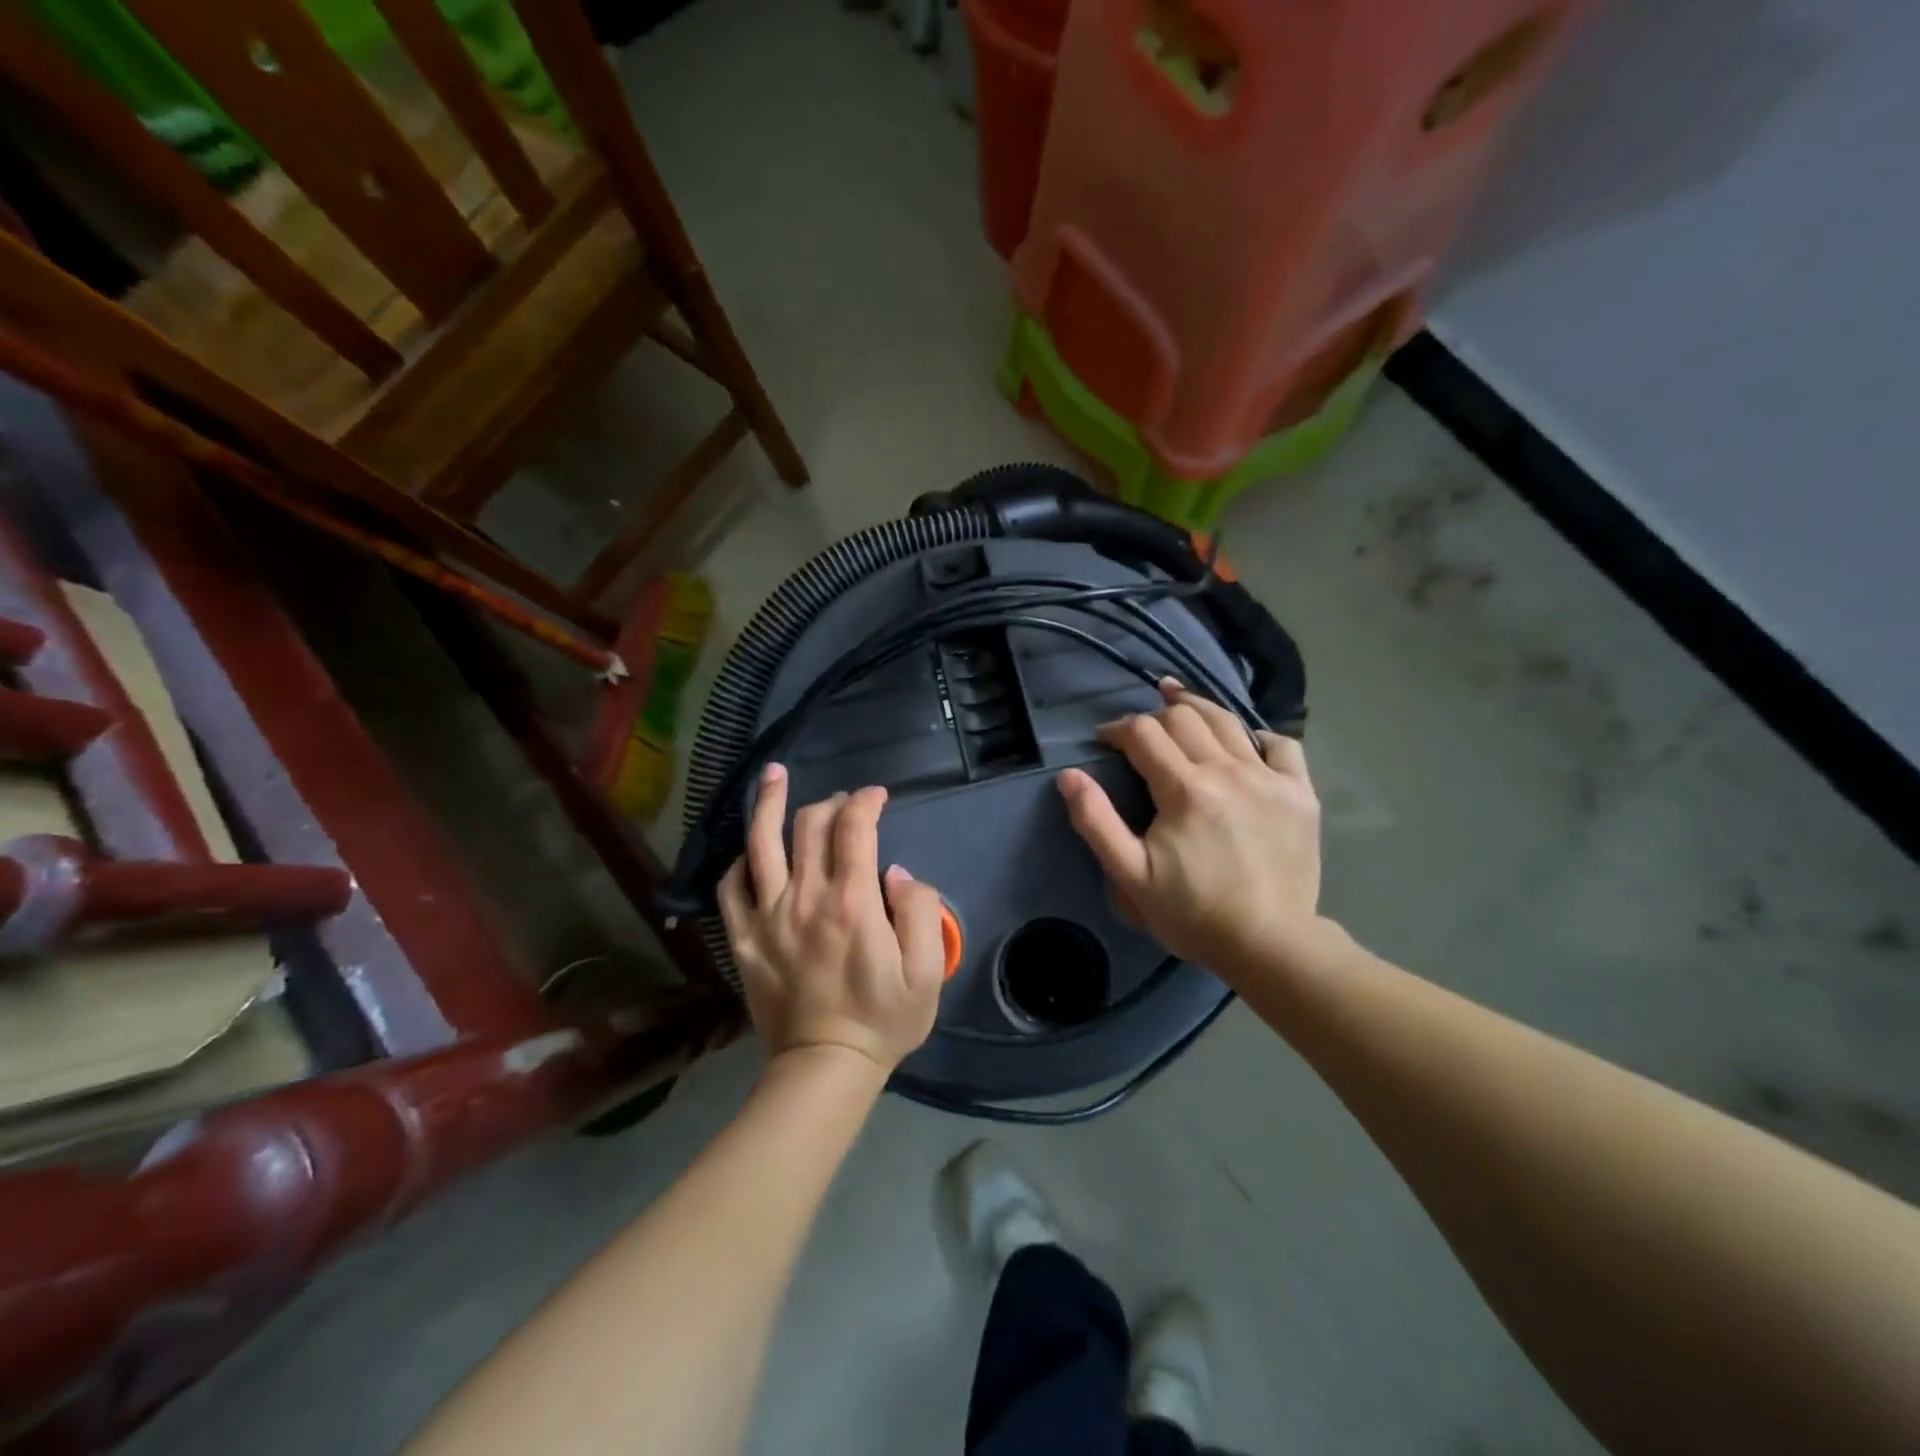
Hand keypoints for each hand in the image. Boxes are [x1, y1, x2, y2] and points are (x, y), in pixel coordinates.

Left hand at [717, 765, 946, 1075]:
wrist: (824, 1066)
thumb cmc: (883, 1019)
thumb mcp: (926, 971)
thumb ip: (921, 912)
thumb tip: (896, 873)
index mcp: (852, 902)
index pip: (855, 828)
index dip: (867, 801)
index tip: (878, 796)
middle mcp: (805, 897)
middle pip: (810, 825)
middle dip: (831, 801)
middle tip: (845, 802)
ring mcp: (767, 916)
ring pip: (761, 843)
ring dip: (768, 802)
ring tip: (774, 774)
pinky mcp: (743, 938)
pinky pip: (730, 887)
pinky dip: (740, 860)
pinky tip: (751, 849)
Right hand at [1057, 679, 1323, 975]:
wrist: (1269, 944)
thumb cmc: (1192, 912)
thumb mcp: (1129, 874)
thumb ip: (1095, 821)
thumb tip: (1069, 775)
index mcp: (1184, 789)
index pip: (1144, 734)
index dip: (1118, 729)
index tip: (1104, 740)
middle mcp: (1228, 770)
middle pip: (1185, 717)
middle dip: (1154, 715)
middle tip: (1140, 732)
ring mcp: (1269, 778)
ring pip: (1229, 721)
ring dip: (1198, 708)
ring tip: (1179, 701)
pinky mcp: (1300, 793)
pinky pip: (1282, 745)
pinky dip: (1258, 736)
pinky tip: (1244, 742)